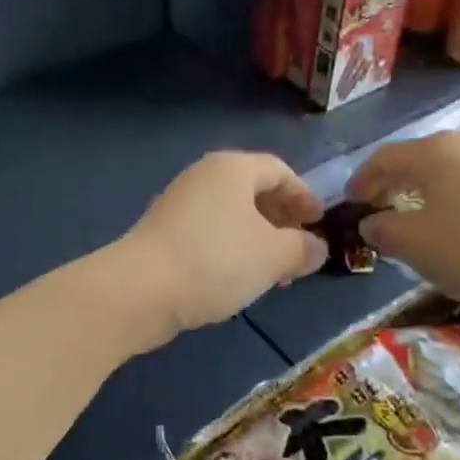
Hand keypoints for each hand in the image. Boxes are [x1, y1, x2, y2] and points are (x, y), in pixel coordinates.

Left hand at [113, 152, 326, 346]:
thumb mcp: (272, 256)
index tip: (320, 222)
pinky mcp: (162, 232)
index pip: (279, 171)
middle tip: (300, 247)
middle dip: (281, 219)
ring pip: (231, 215)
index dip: (304, 195)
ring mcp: (179, 204)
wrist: (140, 290)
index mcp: (232, 168)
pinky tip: (238, 278)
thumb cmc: (215, 261)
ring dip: (257, 238)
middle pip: (252, 190)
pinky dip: (232, 248)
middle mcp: (203, 176)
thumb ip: (301, 249)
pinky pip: (210, 232)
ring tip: (274, 270)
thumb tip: (316, 247)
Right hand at [349, 132, 459, 311]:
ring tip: (412, 215)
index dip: (361, 180)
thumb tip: (371, 223)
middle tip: (376, 206)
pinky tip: (454, 222)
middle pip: (416, 157)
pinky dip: (450, 195)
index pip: (383, 158)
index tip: (349, 202)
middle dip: (391, 181)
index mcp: (434, 152)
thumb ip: (383, 230)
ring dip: (421, 189)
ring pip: (445, 168)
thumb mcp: (416, 246)